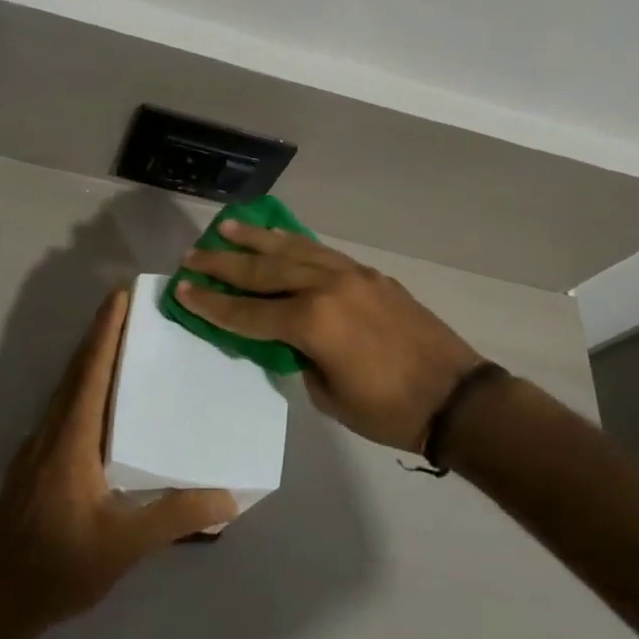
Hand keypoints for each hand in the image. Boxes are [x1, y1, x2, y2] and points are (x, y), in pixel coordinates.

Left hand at [0, 289, 238, 633]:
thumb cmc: (58, 566)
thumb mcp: (123, 545)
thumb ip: (174, 517)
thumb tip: (228, 495)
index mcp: (71, 438)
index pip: (91, 371)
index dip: (105, 331)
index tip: (120, 295)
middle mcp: (51, 432)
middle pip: (76, 371)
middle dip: (100, 335)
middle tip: (130, 308)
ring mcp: (37, 448)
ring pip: (66, 390)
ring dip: (90, 361)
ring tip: (122, 347)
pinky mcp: (35, 465)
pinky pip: (63, 410)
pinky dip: (84, 389)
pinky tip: (103, 406)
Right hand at [177, 223, 483, 451]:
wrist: (456, 397)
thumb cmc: (389, 410)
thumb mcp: (329, 395)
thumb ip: (300, 358)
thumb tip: (287, 338)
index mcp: (313, 323)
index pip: (248, 313)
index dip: (212, 305)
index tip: (182, 289)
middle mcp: (327, 288)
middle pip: (264, 272)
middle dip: (224, 264)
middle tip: (193, 254)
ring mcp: (351, 275)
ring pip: (293, 250)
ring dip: (257, 240)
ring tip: (227, 228)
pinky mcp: (370, 274)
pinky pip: (322, 251)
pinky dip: (294, 243)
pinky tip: (279, 237)